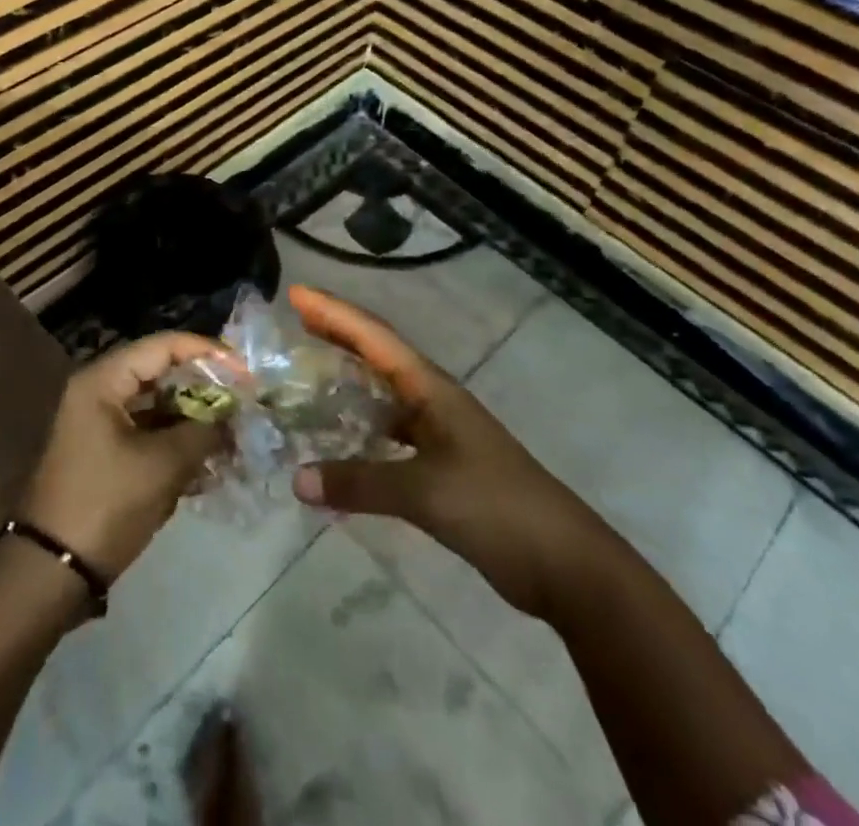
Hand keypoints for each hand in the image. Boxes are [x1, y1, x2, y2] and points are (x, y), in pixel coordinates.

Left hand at [20, 333, 228, 581]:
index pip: (164, 346)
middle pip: (162, 372)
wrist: (51, 573)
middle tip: (243, 402)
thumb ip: (204, 429)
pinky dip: (179, 441)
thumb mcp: (163, 465)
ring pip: (159, 404)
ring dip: (195, 418)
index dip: (207, 353)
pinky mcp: (107, 452)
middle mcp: (100, 391)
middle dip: (205, 387)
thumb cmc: (106, 504)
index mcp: (104, 380)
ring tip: (234, 434)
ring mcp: (101, 422)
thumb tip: (235, 412)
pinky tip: (212, 461)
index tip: (245, 372)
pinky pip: (150, 432)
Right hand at [288, 285, 615, 618]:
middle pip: (376, 354)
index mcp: (431, 388)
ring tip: (307, 372)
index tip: (295, 294)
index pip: (373, 337)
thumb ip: (360, 482)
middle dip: (336, 334)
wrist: (565, 563)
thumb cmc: (497, 507)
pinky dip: (360, 428)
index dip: (333, 313)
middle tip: (293, 321)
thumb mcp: (425, 491)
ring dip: (346, 378)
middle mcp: (432, 400)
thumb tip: (296, 479)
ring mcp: (439, 433)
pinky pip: (389, 434)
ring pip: (382, 394)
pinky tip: (338, 441)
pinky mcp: (441, 467)